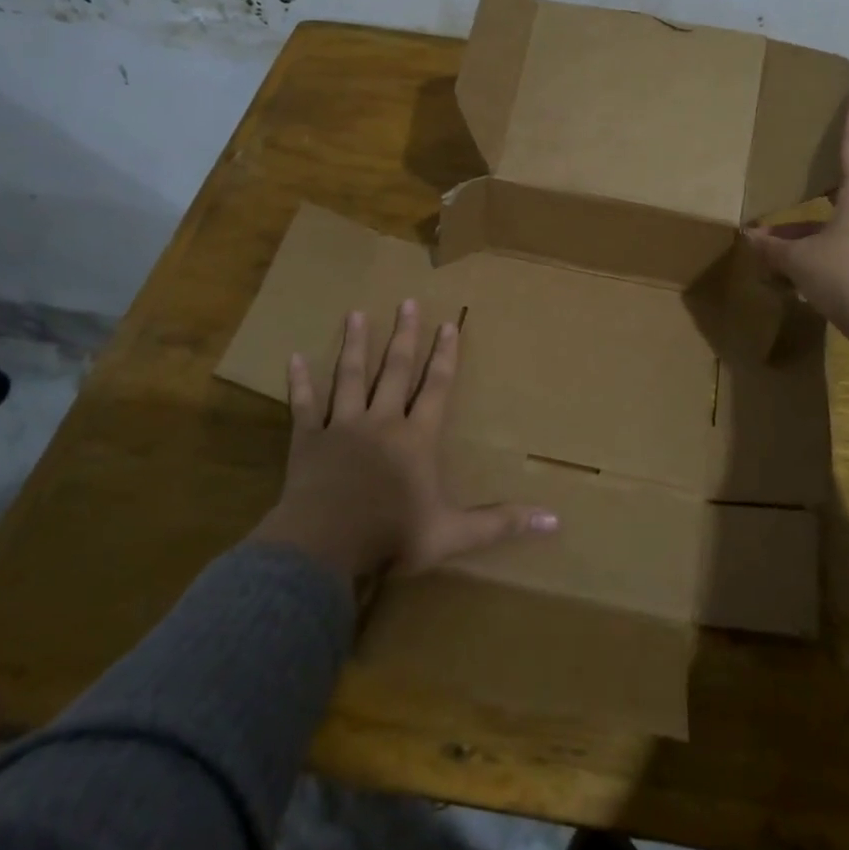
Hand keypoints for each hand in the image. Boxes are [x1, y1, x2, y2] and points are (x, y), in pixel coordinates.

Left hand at [250, 301, 557, 583]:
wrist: (325, 547)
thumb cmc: (391, 536)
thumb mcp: (452, 534)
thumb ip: (500, 523)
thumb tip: (555, 520)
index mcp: (416, 439)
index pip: (436, 388)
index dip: (444, 356)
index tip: (448, 324)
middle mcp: (382, 422)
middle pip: (395, 370)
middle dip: (404, 335)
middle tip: (407, 302)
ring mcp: (343, 427)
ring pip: (350, 377)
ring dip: (356, 345)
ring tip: (357, 313)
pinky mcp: (308, 440)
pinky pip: (305, 406)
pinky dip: (300, 382)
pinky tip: (293, 358)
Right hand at [744, 83, 848, 348]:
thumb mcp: (802, 260)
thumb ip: (773, 248)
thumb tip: (749, 236)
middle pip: (836, 188)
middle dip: (811, 180)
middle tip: (790, 165)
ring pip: (826, 228)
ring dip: (797, 233)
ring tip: (761, 239)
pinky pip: (829, 255)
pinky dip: (805, 260)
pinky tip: (779, 275)